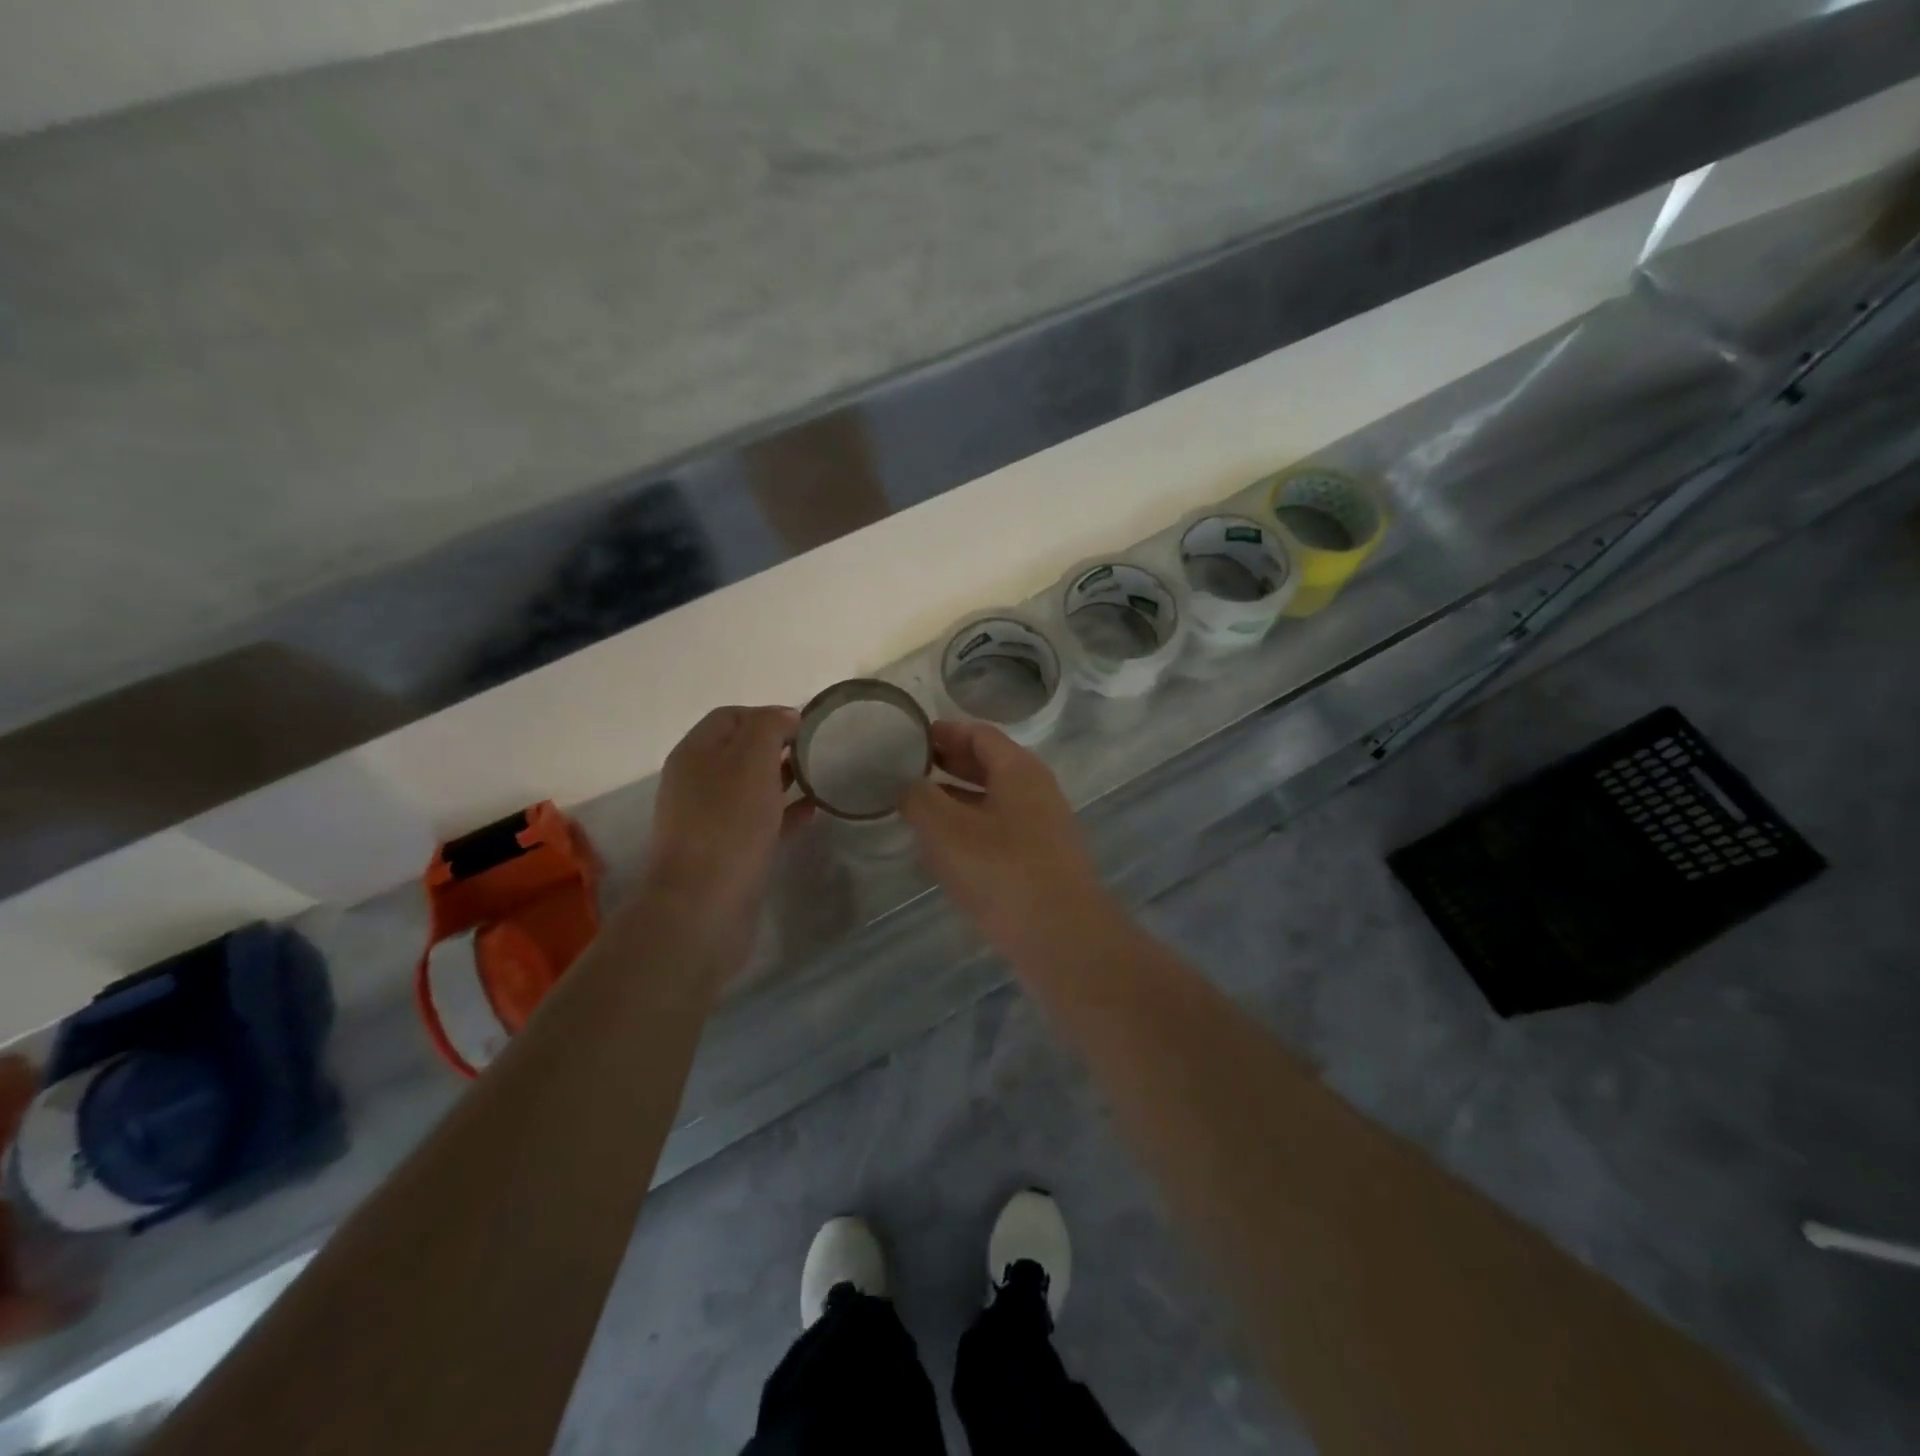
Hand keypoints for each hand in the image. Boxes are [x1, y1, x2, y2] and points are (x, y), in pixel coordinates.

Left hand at [641, 705, 808, 927]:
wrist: (704, 905)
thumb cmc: (729, 824)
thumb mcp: (751, 760)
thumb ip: (769, 728)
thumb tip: (785, 716)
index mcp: (695, 752)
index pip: (731, 716)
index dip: (768, 714)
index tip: (806, 726)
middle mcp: (696, 781)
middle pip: (740, 751)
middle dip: (778, 746)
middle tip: (817, 751)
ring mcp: (708, 818)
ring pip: (750, 787)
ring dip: (782, 779)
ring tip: (820, 778)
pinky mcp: (725, 851)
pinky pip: (758, 820)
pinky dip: (784, 812)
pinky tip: (812, 813)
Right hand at [898, 720, 1113, 957]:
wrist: (1061, 937)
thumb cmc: (1001, 871)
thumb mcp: (947, 830)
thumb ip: (920, 799)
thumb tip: (908, 785)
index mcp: (1019, 770)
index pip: (978, 734)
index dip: (943, 732)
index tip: (909, 737)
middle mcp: (1035, 791)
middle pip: (987, 765)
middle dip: (947, 765)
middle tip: (906, 770)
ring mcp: (1041, 828)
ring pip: (991, 802)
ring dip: (955, 801)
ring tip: (915, 808)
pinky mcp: (1039, 862)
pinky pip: (997, 833)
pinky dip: (968, 831)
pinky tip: (940, 850)